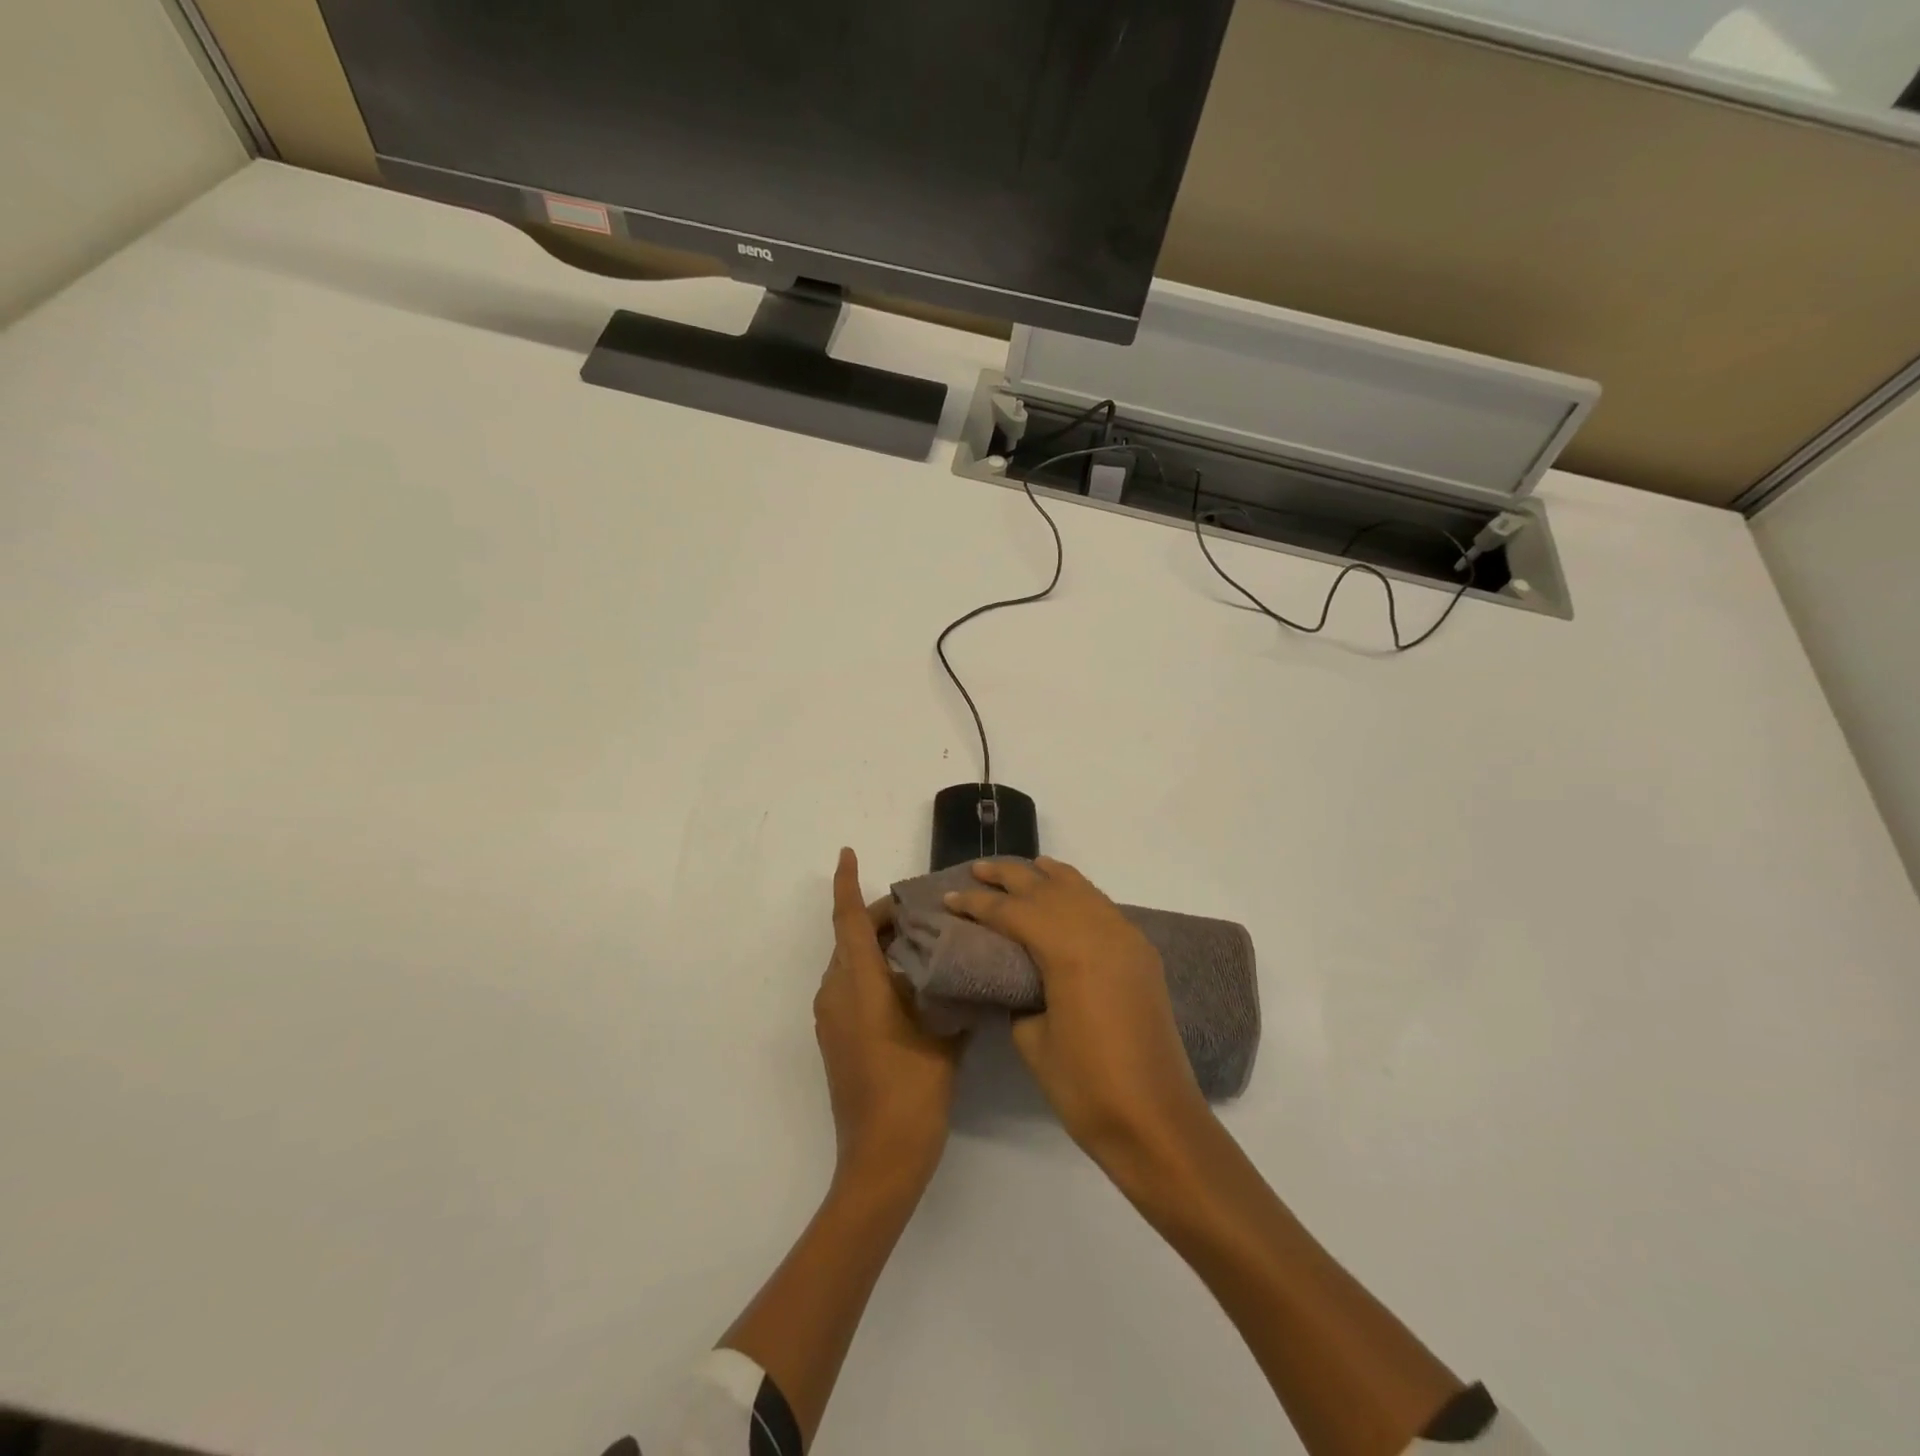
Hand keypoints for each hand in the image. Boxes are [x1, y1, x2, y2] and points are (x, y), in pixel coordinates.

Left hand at [815, 848, 965, 1195]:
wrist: (880, 1160)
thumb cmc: (913, 1092)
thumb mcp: (943, 1037)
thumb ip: (952, 996)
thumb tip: (967, 971)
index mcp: (859, 985)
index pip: (849, 920)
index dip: (847, 884)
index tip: (847, 853)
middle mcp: (836, 993)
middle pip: (850, 938)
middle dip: (879, 916)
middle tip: (921, 909)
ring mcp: (830, 1018)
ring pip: (848, 962)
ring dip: (876, 944)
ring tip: (919, 940)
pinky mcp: (833, 1039)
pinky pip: (848, 986)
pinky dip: (871, 970)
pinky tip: (907, 982)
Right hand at [943, 858, 1212, 1183]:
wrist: (1156, 1121)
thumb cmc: (1085, 1087)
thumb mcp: (1032, 1039)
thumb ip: (1018, 993)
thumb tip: (1013, 973)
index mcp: (1070, 950)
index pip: (1014, 912)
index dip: (978, 904)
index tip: (949, 898)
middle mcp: (1101, 931)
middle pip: (1047, 888)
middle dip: (1009, 876)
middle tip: (976, 871)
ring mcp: (1126, 939)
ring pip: (1080, 889)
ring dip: (1046, 877)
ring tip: (1020, 869)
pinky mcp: (1140, 954)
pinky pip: (1102, 906)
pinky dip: (1077, 892)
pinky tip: (1064, 892)